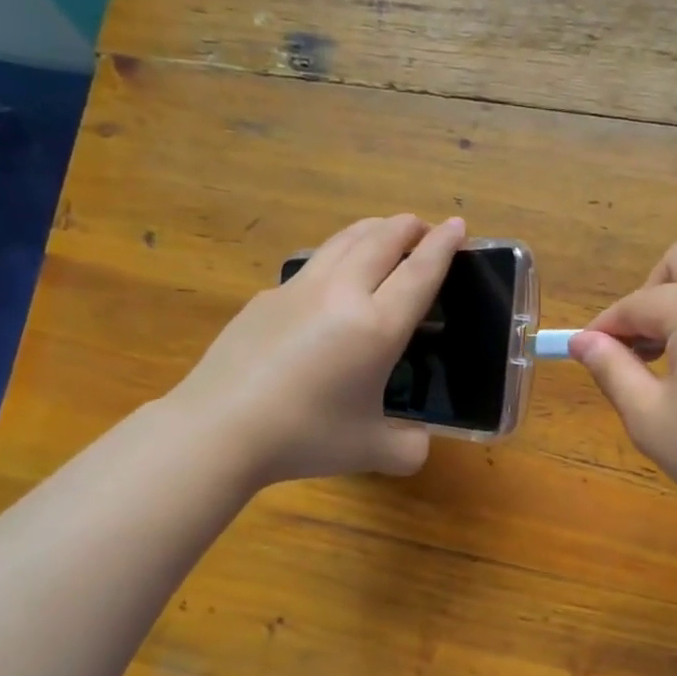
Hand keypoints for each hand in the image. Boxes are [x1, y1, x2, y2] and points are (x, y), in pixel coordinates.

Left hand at [171, 214, 464, 485]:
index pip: (419, 272)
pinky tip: (332, 276)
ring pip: (343, 241)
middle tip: (422, 228)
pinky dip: (336, 255)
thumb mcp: (370, 451)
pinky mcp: (267, 298)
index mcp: (376, 327)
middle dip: (408, 228)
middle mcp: (341, 294)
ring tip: (383, 233)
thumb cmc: (305, 437)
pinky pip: (312, 263)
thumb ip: (408, 448)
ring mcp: (298, 290)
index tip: (457, 224)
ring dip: (372, 230)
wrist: (220, 428)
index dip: (442, 246)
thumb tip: (419, 442)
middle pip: (381, 241)